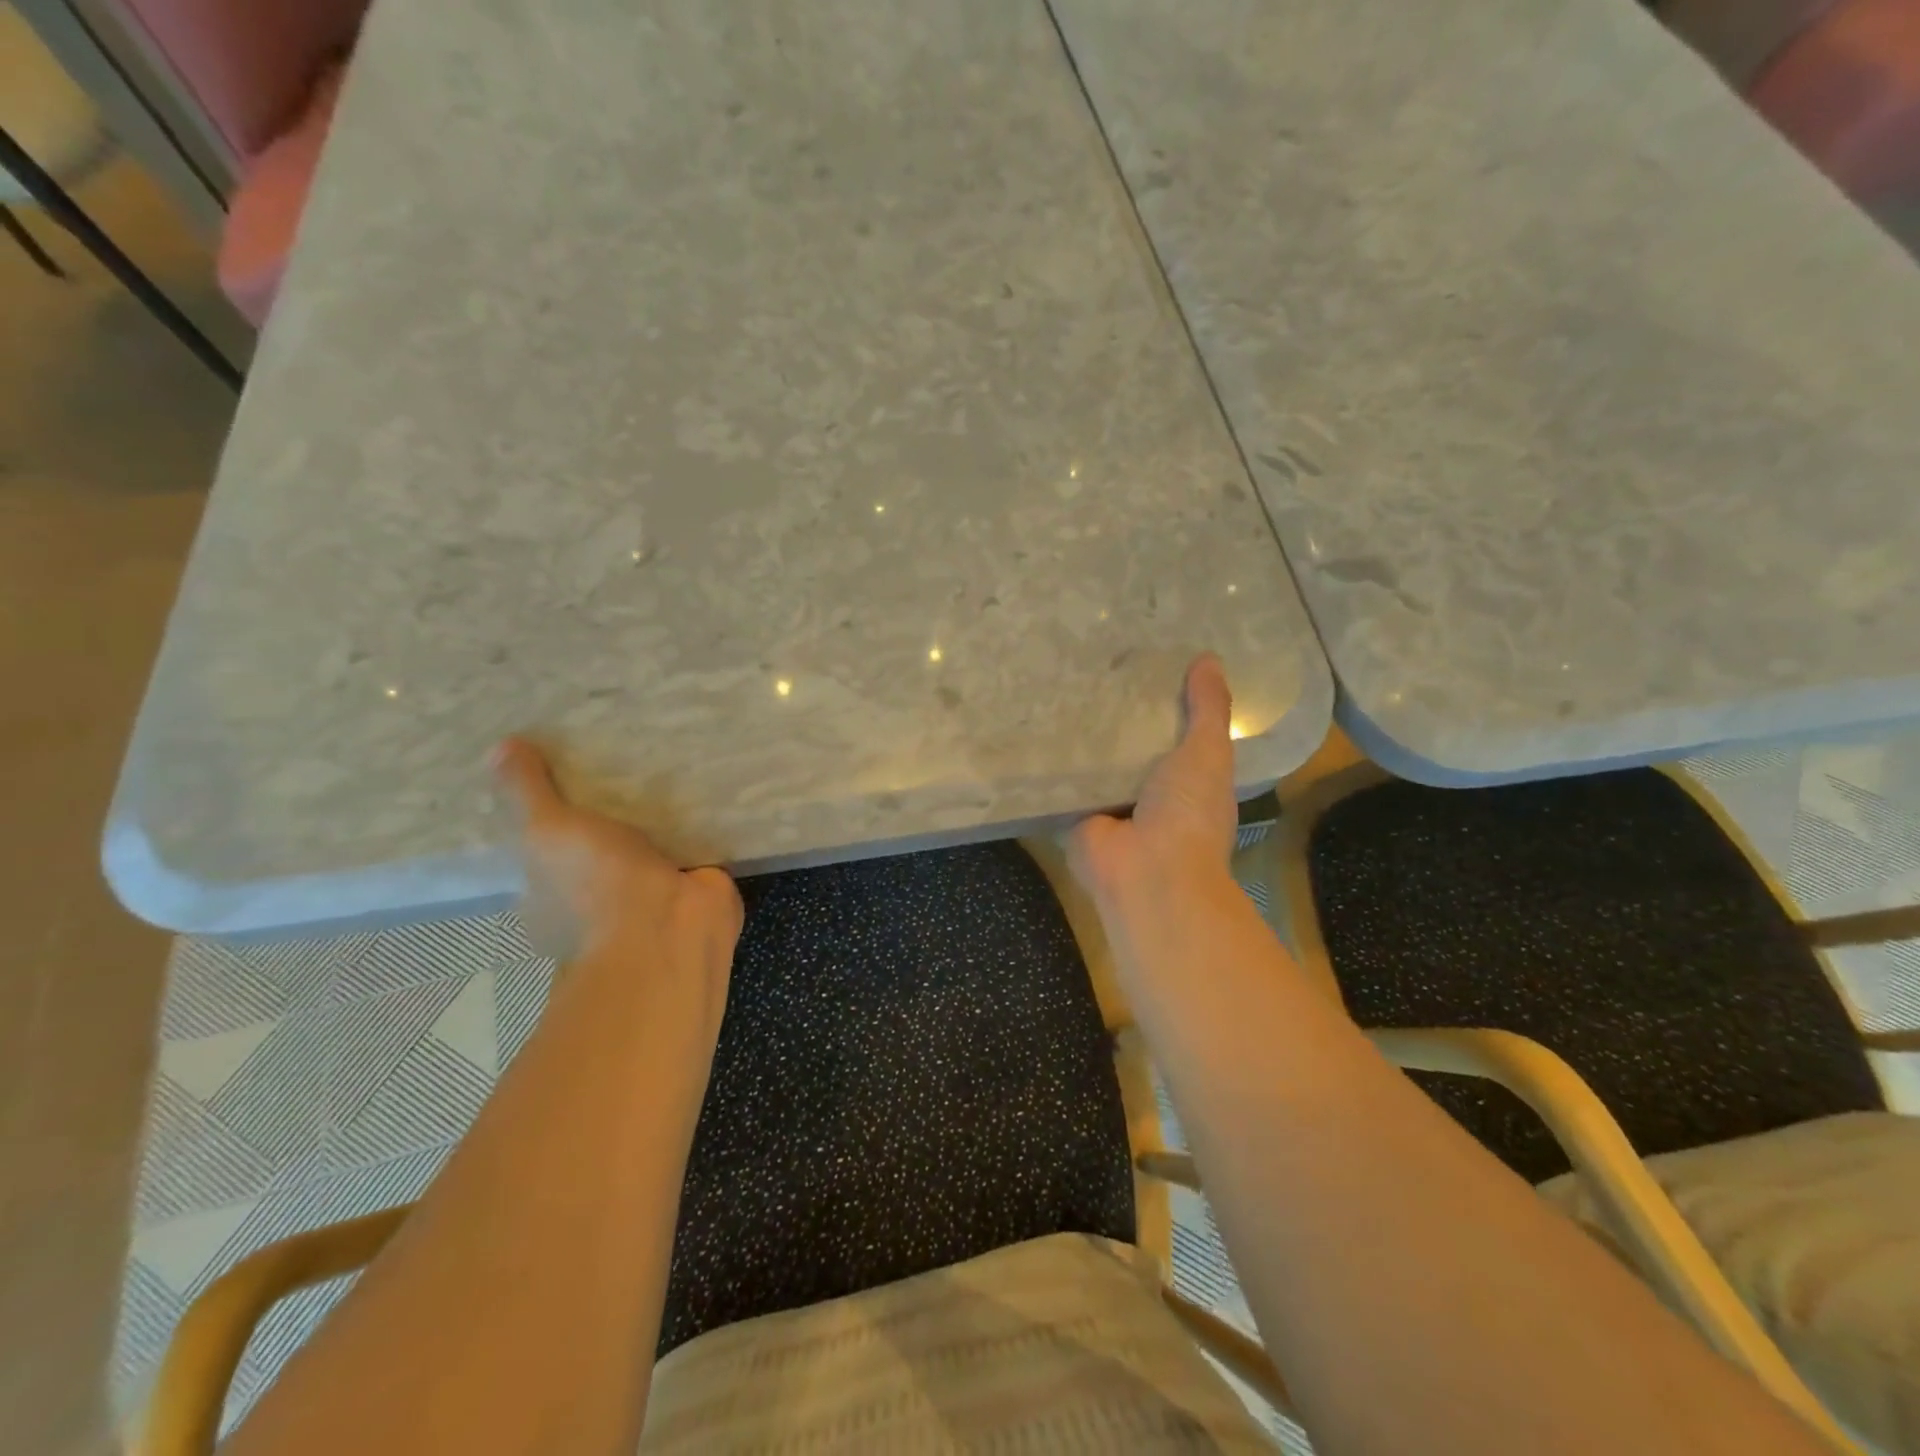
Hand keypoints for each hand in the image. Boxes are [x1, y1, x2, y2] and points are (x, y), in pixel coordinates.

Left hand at [494, 738, 743, 978]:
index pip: (543, 852)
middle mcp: (598, 899)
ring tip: (665, 760)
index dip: (549, 816)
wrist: (668, 927)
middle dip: (610, 813)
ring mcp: (650, 895)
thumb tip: (500, 746)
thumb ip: (527, 791)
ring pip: (649, 846)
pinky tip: (706, 783)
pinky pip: (695, 845)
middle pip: (600, 846)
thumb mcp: (545, 829)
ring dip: (658, 818)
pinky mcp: (696, 885)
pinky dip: (700, 821)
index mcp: (550, 896)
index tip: (561, 774)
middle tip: (618, 755)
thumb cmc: (593, 885)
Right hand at [1068, 654, 1238, 904]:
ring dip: (1082, 734)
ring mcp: (1110, 804)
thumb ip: (1209, 708)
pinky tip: (1035, 722)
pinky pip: (1064, 779)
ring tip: (1060, 682)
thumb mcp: (1209, 751)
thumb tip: (1208, 659)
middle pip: (1131, 744)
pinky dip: (1053, 759)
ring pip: (1096, 760)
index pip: (1175, 731)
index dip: (1164, 700)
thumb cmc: (1188, 811)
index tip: (1146, 661)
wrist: (1147, 872)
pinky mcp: (1074, 813)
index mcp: (1188, 779)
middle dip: (1117, 713)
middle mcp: (1149, 791)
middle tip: (1094, 664)